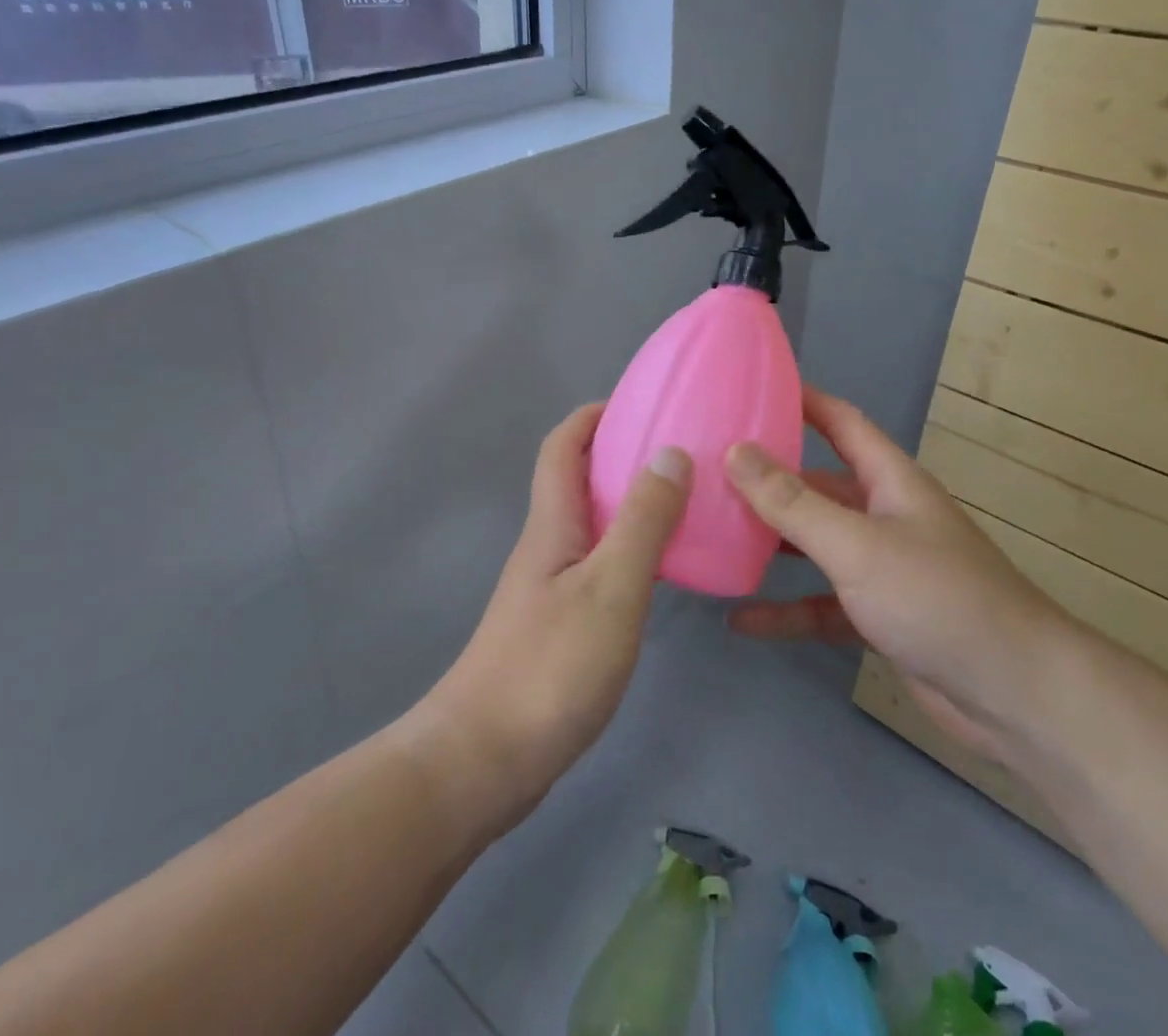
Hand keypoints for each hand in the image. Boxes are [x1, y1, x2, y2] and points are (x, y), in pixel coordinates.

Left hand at [417, 404, 690, 833]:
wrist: (481, 763)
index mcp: (552, 524)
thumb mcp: (611, 587)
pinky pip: (598, 564)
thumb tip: (669, 451)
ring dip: (630, 502)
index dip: (594, 415)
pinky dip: (630, 549)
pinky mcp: (557, 625)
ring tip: (685, 504)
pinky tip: (662, 572)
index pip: (562, 445)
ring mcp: (549, 588)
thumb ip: (643, 520)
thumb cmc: (549, 666)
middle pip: (577, 479)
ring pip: (590, 523)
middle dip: (622, 453)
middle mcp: (547, 546)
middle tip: (682, 453)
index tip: (642, 403)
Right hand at [724, 387, 1069, 760]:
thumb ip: (792, 502)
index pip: (841, 422)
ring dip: (770, 543)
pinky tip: (739, 618)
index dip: (802, 400)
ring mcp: (881, 568)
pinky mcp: (877, 617)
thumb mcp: (856, 544)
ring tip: (712, 535)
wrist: (1016, 696)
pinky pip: (819, 603)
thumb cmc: (937, 598)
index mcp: (889, 481)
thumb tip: (736, 450)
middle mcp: (884, 516)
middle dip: (768, 478)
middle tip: (708, 470)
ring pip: (814, 545)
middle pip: (817, 485)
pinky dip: (784, 609)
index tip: (751, 388)